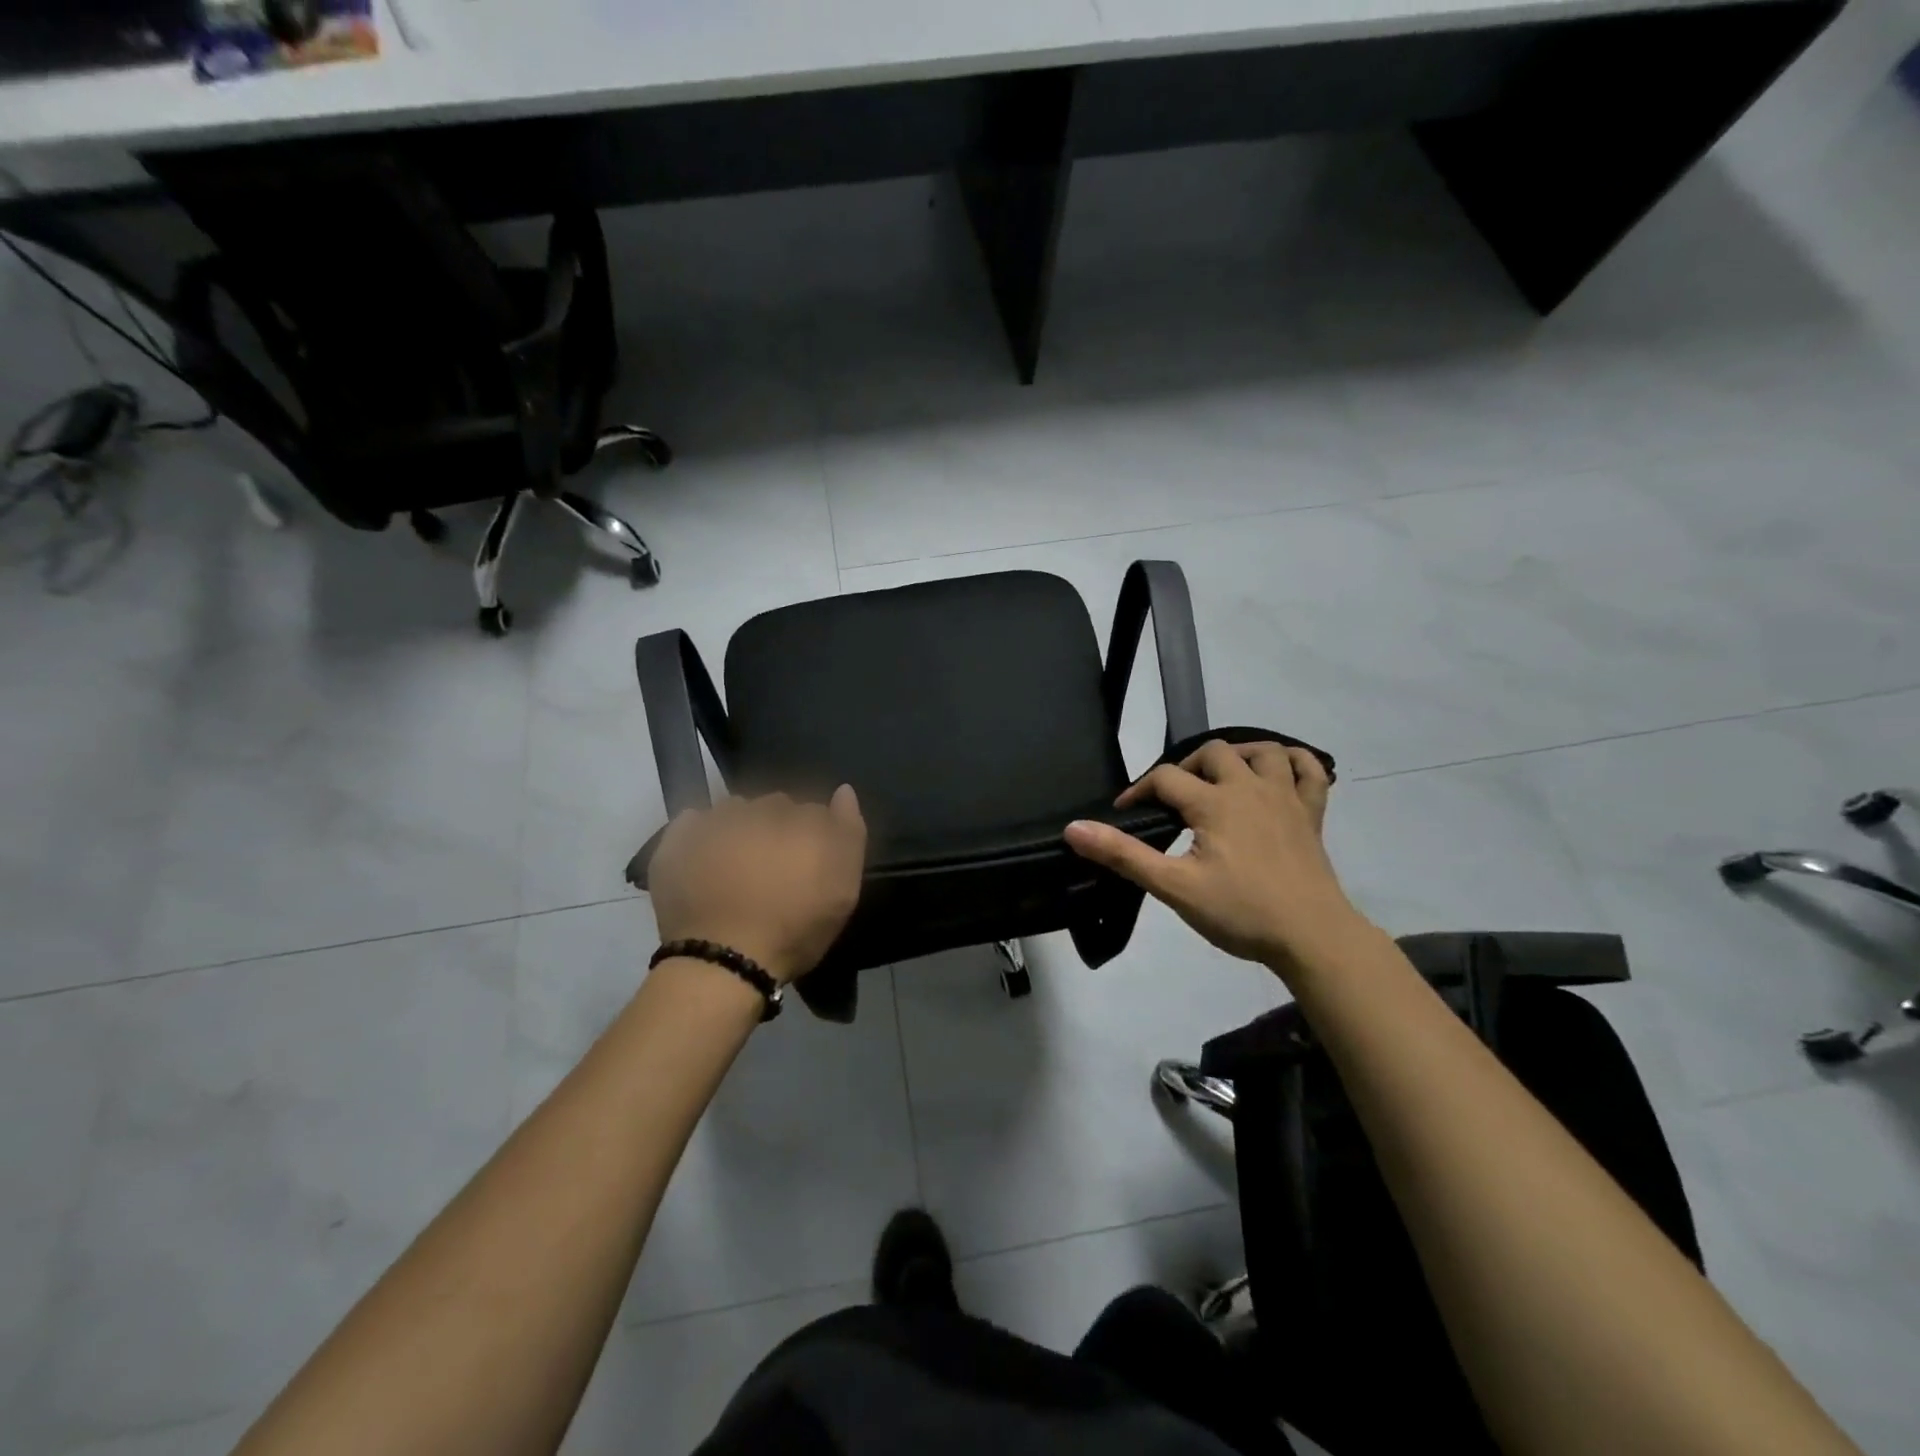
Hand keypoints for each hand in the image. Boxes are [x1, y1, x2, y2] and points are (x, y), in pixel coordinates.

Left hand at [646, 786, 866, 984]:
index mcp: (802, 819)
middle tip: (773, 867)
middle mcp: (760, 809)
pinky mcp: (678, 840)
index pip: (814, 811)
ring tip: (736, 865)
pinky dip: (700, 834)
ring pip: (734, 810)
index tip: (809, 866)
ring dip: (740, 827)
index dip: (815, 836)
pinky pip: (693, 822)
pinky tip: (704, 860)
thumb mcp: (843, 890)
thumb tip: (843, 791)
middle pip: (774, 807)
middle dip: (777, 827)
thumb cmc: (794, 929)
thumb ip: (848, 833)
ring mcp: (716, 821)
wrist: (723, 959)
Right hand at [1064, 740, 1364, 969]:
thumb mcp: (1174, 886)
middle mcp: (1250, 788)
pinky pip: (1310, 772)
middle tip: (1174, 800)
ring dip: (1239, 754)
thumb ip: (1123, 855)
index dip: (1138, 791)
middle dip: (1186, 768)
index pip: (1165, 778)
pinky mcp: (1312, 815)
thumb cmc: (1241, 912)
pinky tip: (1279, 772)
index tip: (1124, 813)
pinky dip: (1295, 762)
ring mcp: (1286, 798)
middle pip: (1213, 752)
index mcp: (1214, 802)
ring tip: (1221, 777)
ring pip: (1264, 751)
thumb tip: (1074, 828)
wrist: (1312, 937)